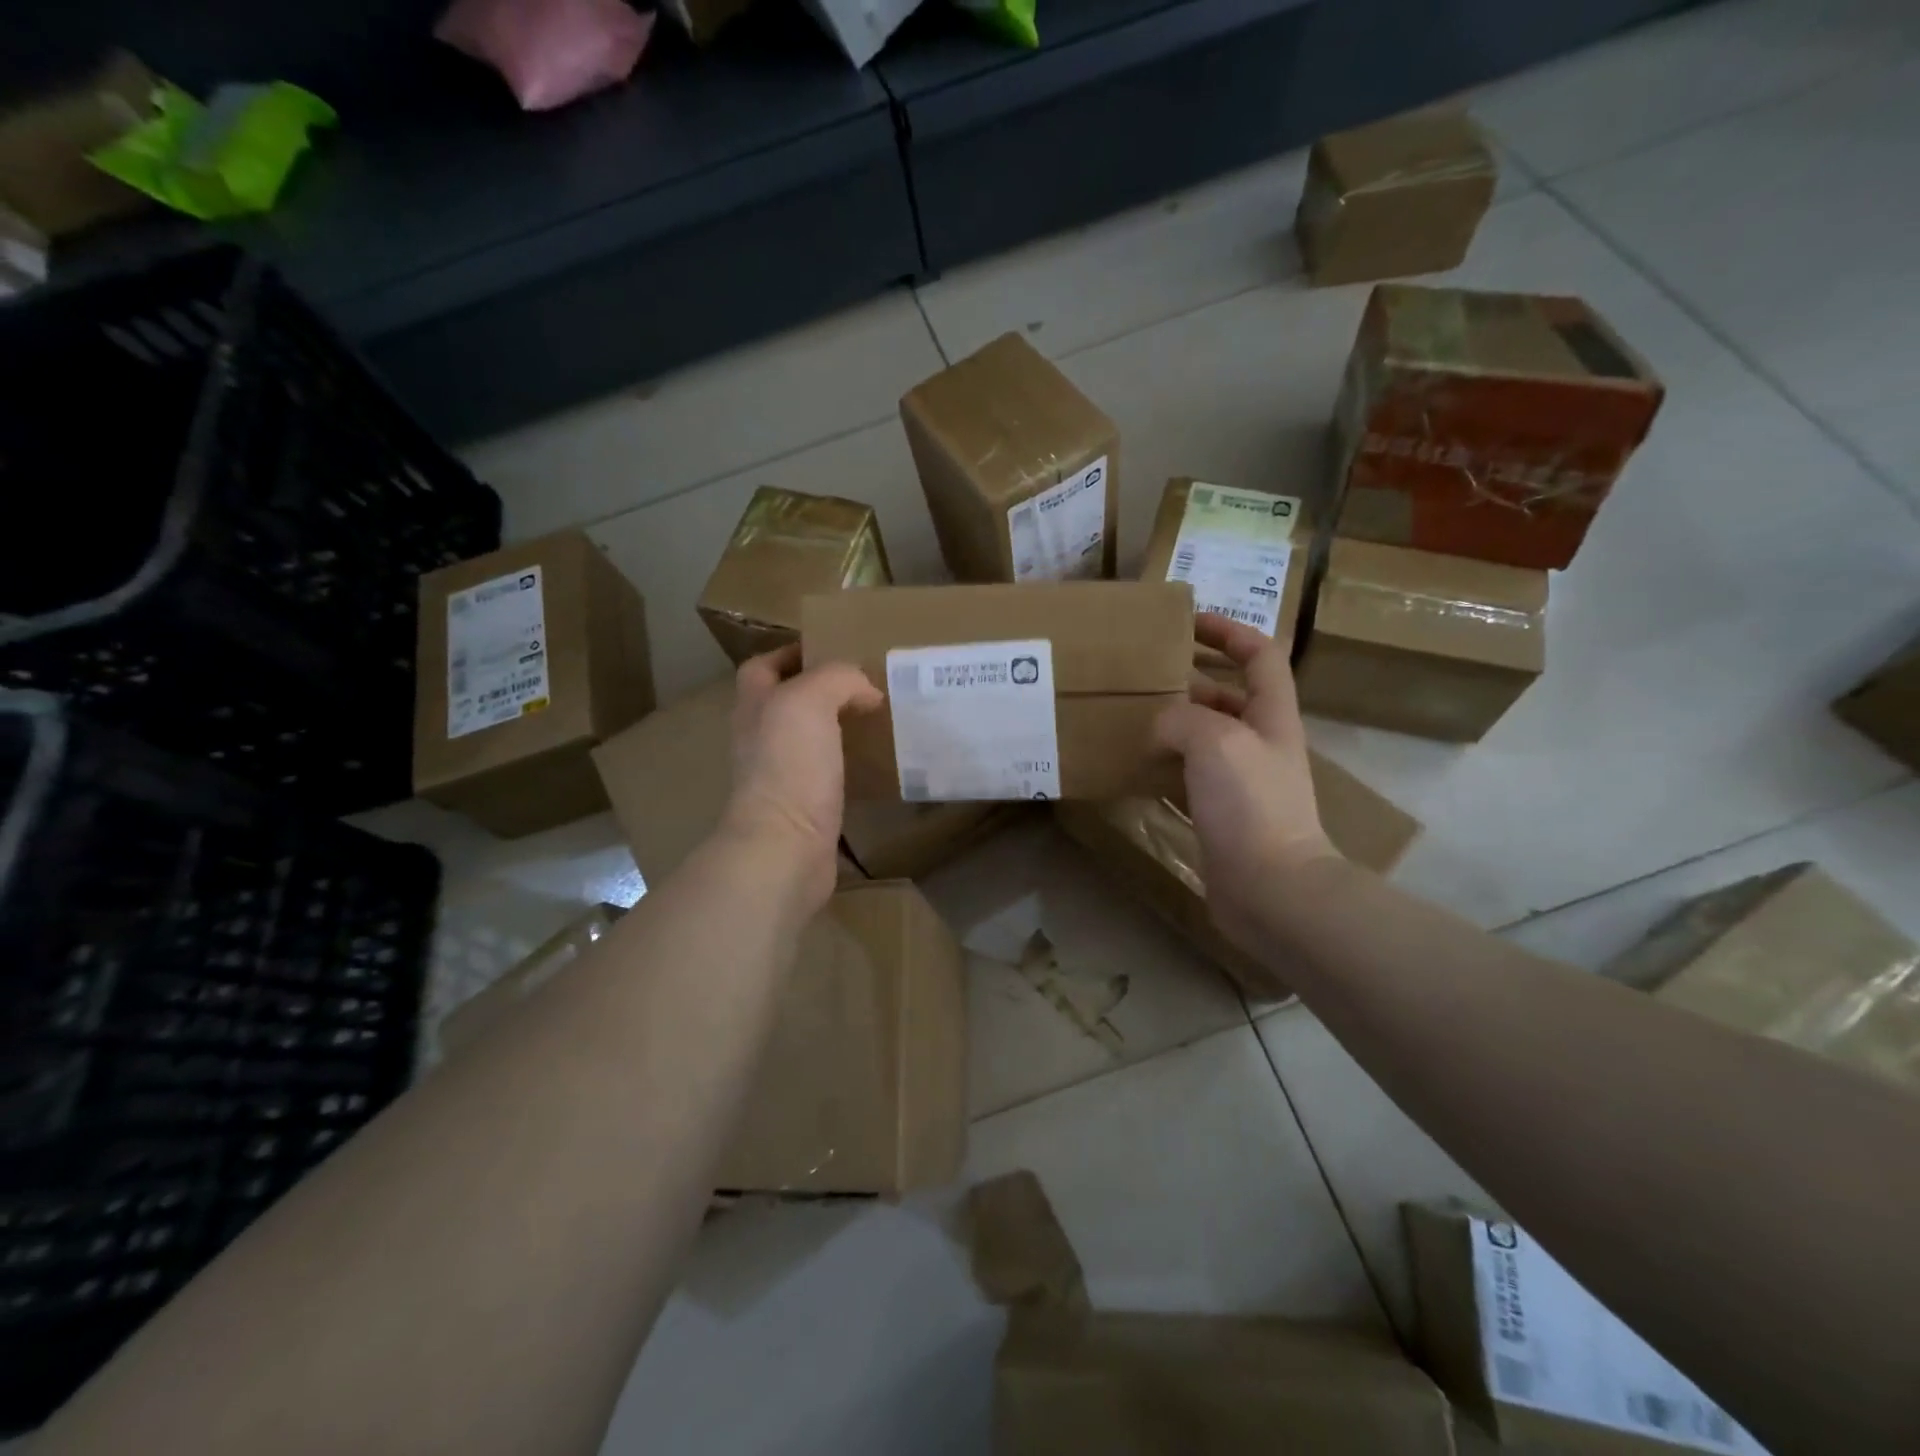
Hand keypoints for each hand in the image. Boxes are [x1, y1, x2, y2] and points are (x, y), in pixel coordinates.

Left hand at [721, 644, 881, 908]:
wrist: (786, 846)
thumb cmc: (790, 766)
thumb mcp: (810, 700)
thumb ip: (837, 678)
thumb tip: (866, 691)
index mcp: (755, 706)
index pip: (763, 666)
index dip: (791, 653)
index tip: (834, 649)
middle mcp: (762, 738)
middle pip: (788, 702)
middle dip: (822, 690)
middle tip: (866, 684)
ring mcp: (781, 775)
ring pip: (810, 739)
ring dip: (838, 727)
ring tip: (878, 718)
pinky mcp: (805, 806)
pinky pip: (829, 774)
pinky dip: (849, 764)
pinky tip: (877, 761)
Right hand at [1155, 614, 1338, 946]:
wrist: (1270, 887)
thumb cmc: (1250, 804)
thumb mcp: (1215, 741)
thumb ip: (1182, 718)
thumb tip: (1160, 726)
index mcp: (1271, 716)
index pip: (1260, 655)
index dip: (1229, 632)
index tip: (1188, 623)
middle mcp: (1259, 744)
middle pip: (1227, 697)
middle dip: (1189, 680)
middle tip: (1142, 677)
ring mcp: (1240, 783)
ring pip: (1204, 739)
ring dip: (1172, 724)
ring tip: (1129, 717)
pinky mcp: (1220, 815)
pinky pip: (1188, 777)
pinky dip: (1163, 767)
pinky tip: (1133, 767)